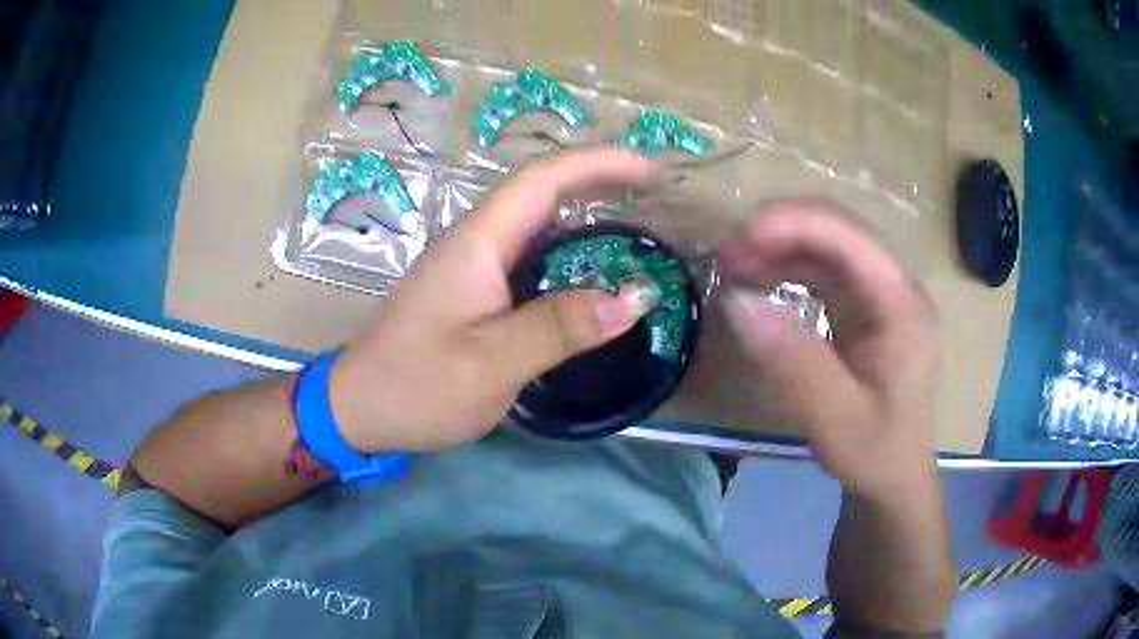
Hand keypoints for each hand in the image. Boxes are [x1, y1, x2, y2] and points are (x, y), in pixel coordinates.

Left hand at [328, 148, 658, 452]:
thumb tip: (633, 298)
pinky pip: (528, 256)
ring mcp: (470, 267)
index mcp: (476, 245)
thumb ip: (560, 328)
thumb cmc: (416, 387)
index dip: (596, 164)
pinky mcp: (471, 291)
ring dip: (583, 212)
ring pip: (534, 223)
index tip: (647, 169)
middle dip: (597, 180)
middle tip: (652, 192)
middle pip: (539, 192)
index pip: (541, 180)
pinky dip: (566, 251)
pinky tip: (588, 270)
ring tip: (634, 222)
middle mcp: (474, 243)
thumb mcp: (491, 363)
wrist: (360, 410)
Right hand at [718, 200, 938, 499]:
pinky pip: (826, 272)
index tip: (741, 238)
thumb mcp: (835, 416)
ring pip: (829, 247)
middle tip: (727, 254)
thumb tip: (735, 301)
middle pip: (839, 232)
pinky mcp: (866, 309)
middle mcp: (896, 288)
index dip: (795, 223)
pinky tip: (761, 284)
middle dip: (782, 232)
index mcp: (902, 306)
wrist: (893, 476)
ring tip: (734, 265)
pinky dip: (789, 270)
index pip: (851, 237)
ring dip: (781, 248)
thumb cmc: (875, 452)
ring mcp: (882, 296)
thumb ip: (792, 360)